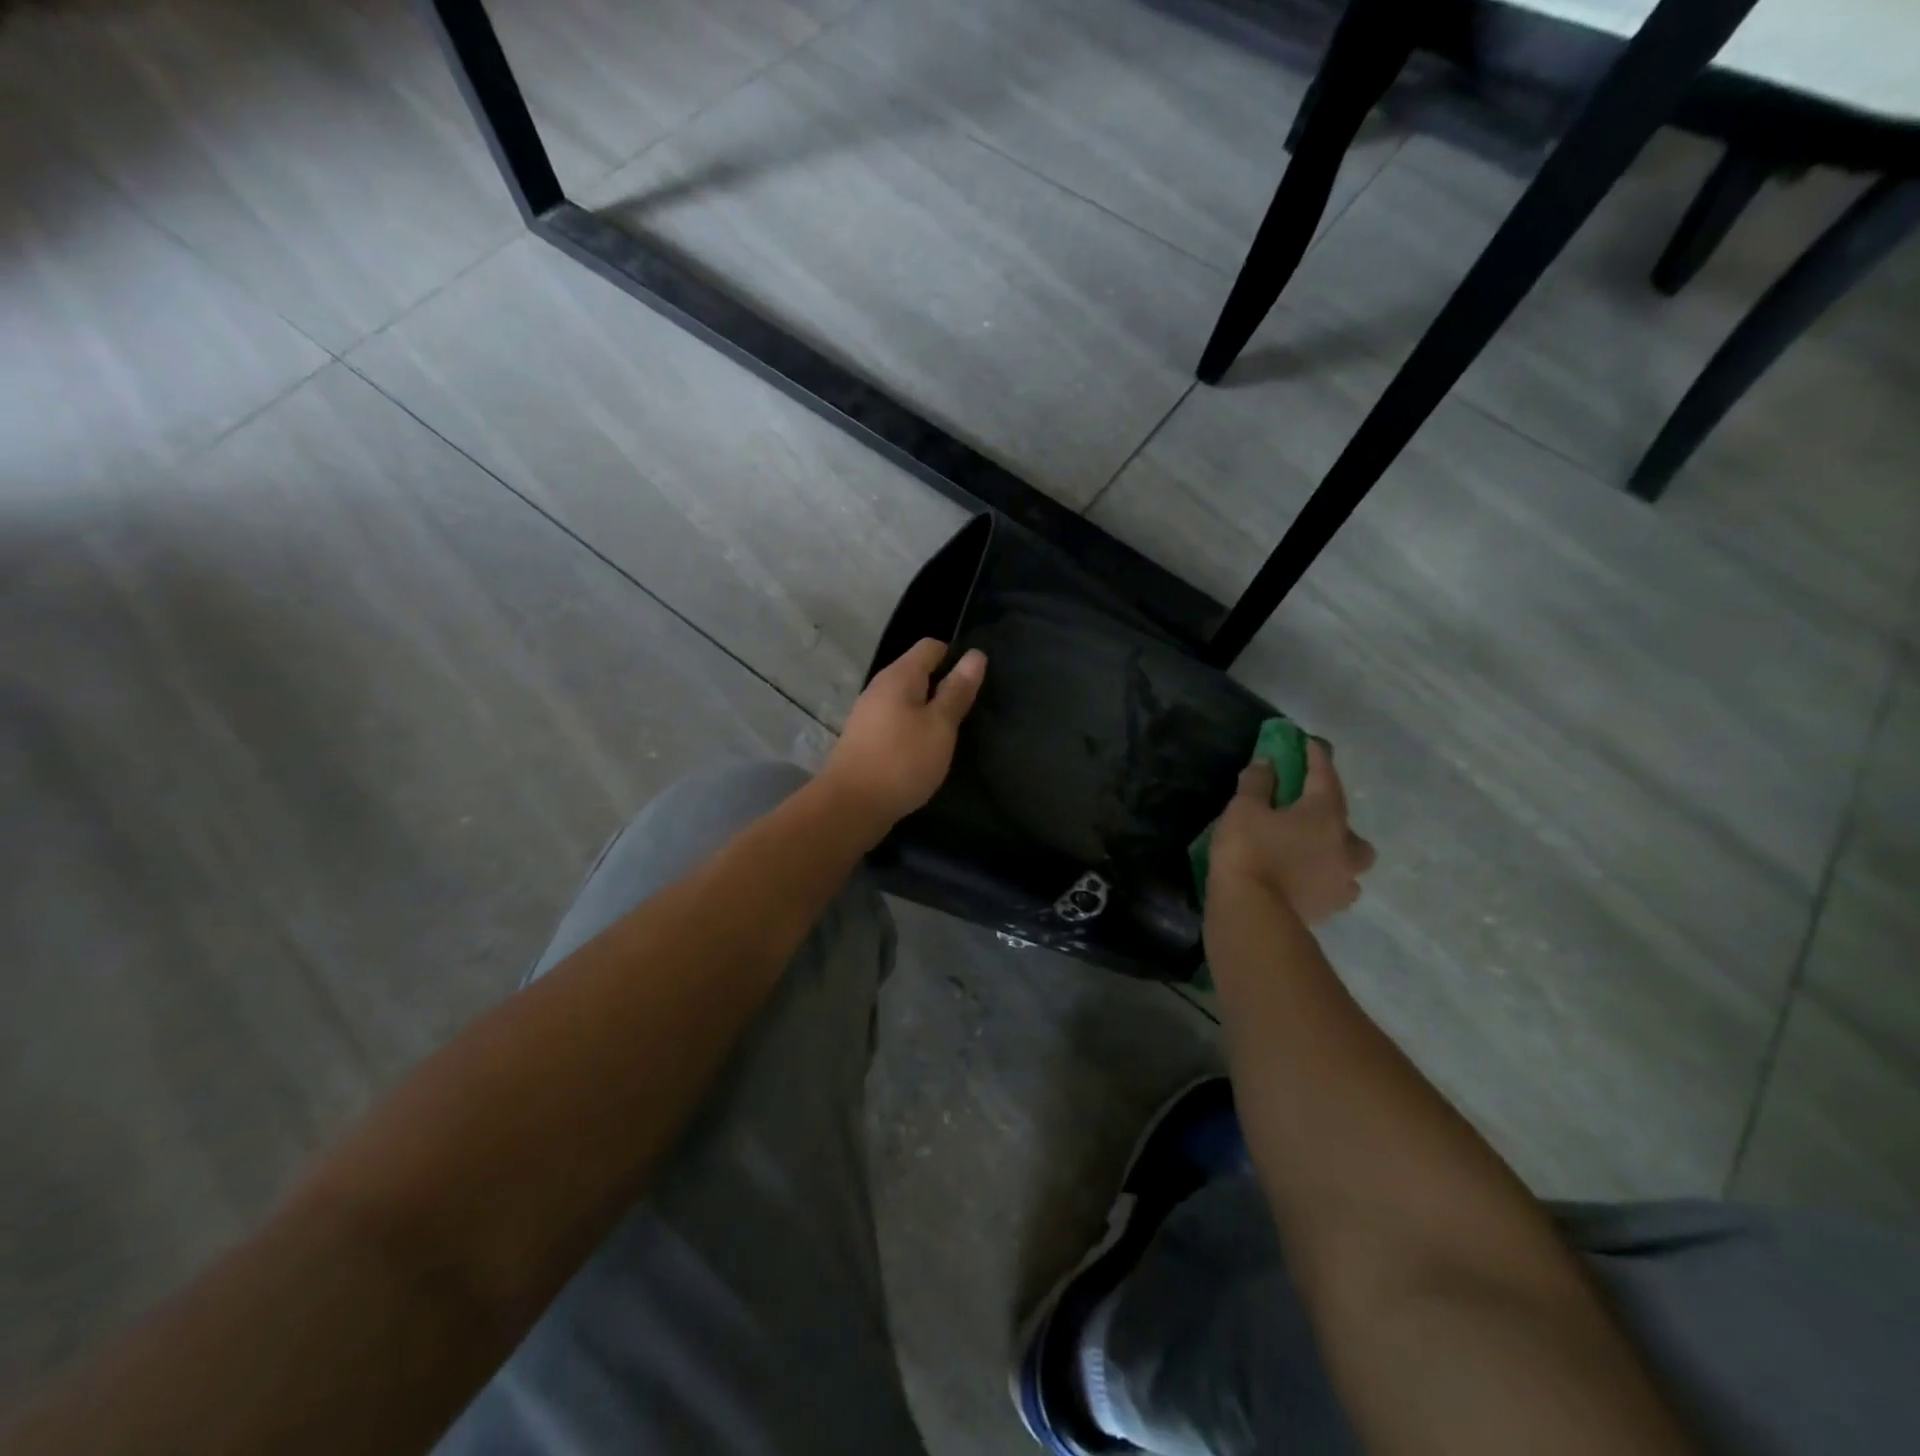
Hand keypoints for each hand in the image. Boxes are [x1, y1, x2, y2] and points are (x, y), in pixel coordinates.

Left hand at [821, 638, 986, 831]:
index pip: (931, 647)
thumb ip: (957, 691)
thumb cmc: (902, 761)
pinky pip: (897, 721)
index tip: (976, 683)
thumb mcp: (940, 725)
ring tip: (952, 734)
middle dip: (945, 686)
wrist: (850, 806)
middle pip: (918, 672)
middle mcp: (880, 687)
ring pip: (908, 700)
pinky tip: (926, 751)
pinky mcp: (866, 739)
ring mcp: (869, 714)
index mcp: (899, 676)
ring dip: (930, 711)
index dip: (956, 657)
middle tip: (971, 711)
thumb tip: (975, 655)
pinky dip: (914, 730)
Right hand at [1208, 738, 1374, 924]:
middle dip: (1333, 814)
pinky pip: (1334, 887)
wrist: (1252, 914)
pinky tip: (1304, 881)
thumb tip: (1267, 762)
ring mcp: (1342, 881)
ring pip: (1349, 860)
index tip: (1308, 743)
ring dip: (1335, 852)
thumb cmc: (1248, 852)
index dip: (1315, 757)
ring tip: (1310, 854)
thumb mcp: (1243, 809)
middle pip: (1347, 823)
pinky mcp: (1330, 908)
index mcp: (1325, 814)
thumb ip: (1257, 783)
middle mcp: (1344, 845)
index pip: (1324, 776)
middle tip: (1309, 813)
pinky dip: (1323, 880)